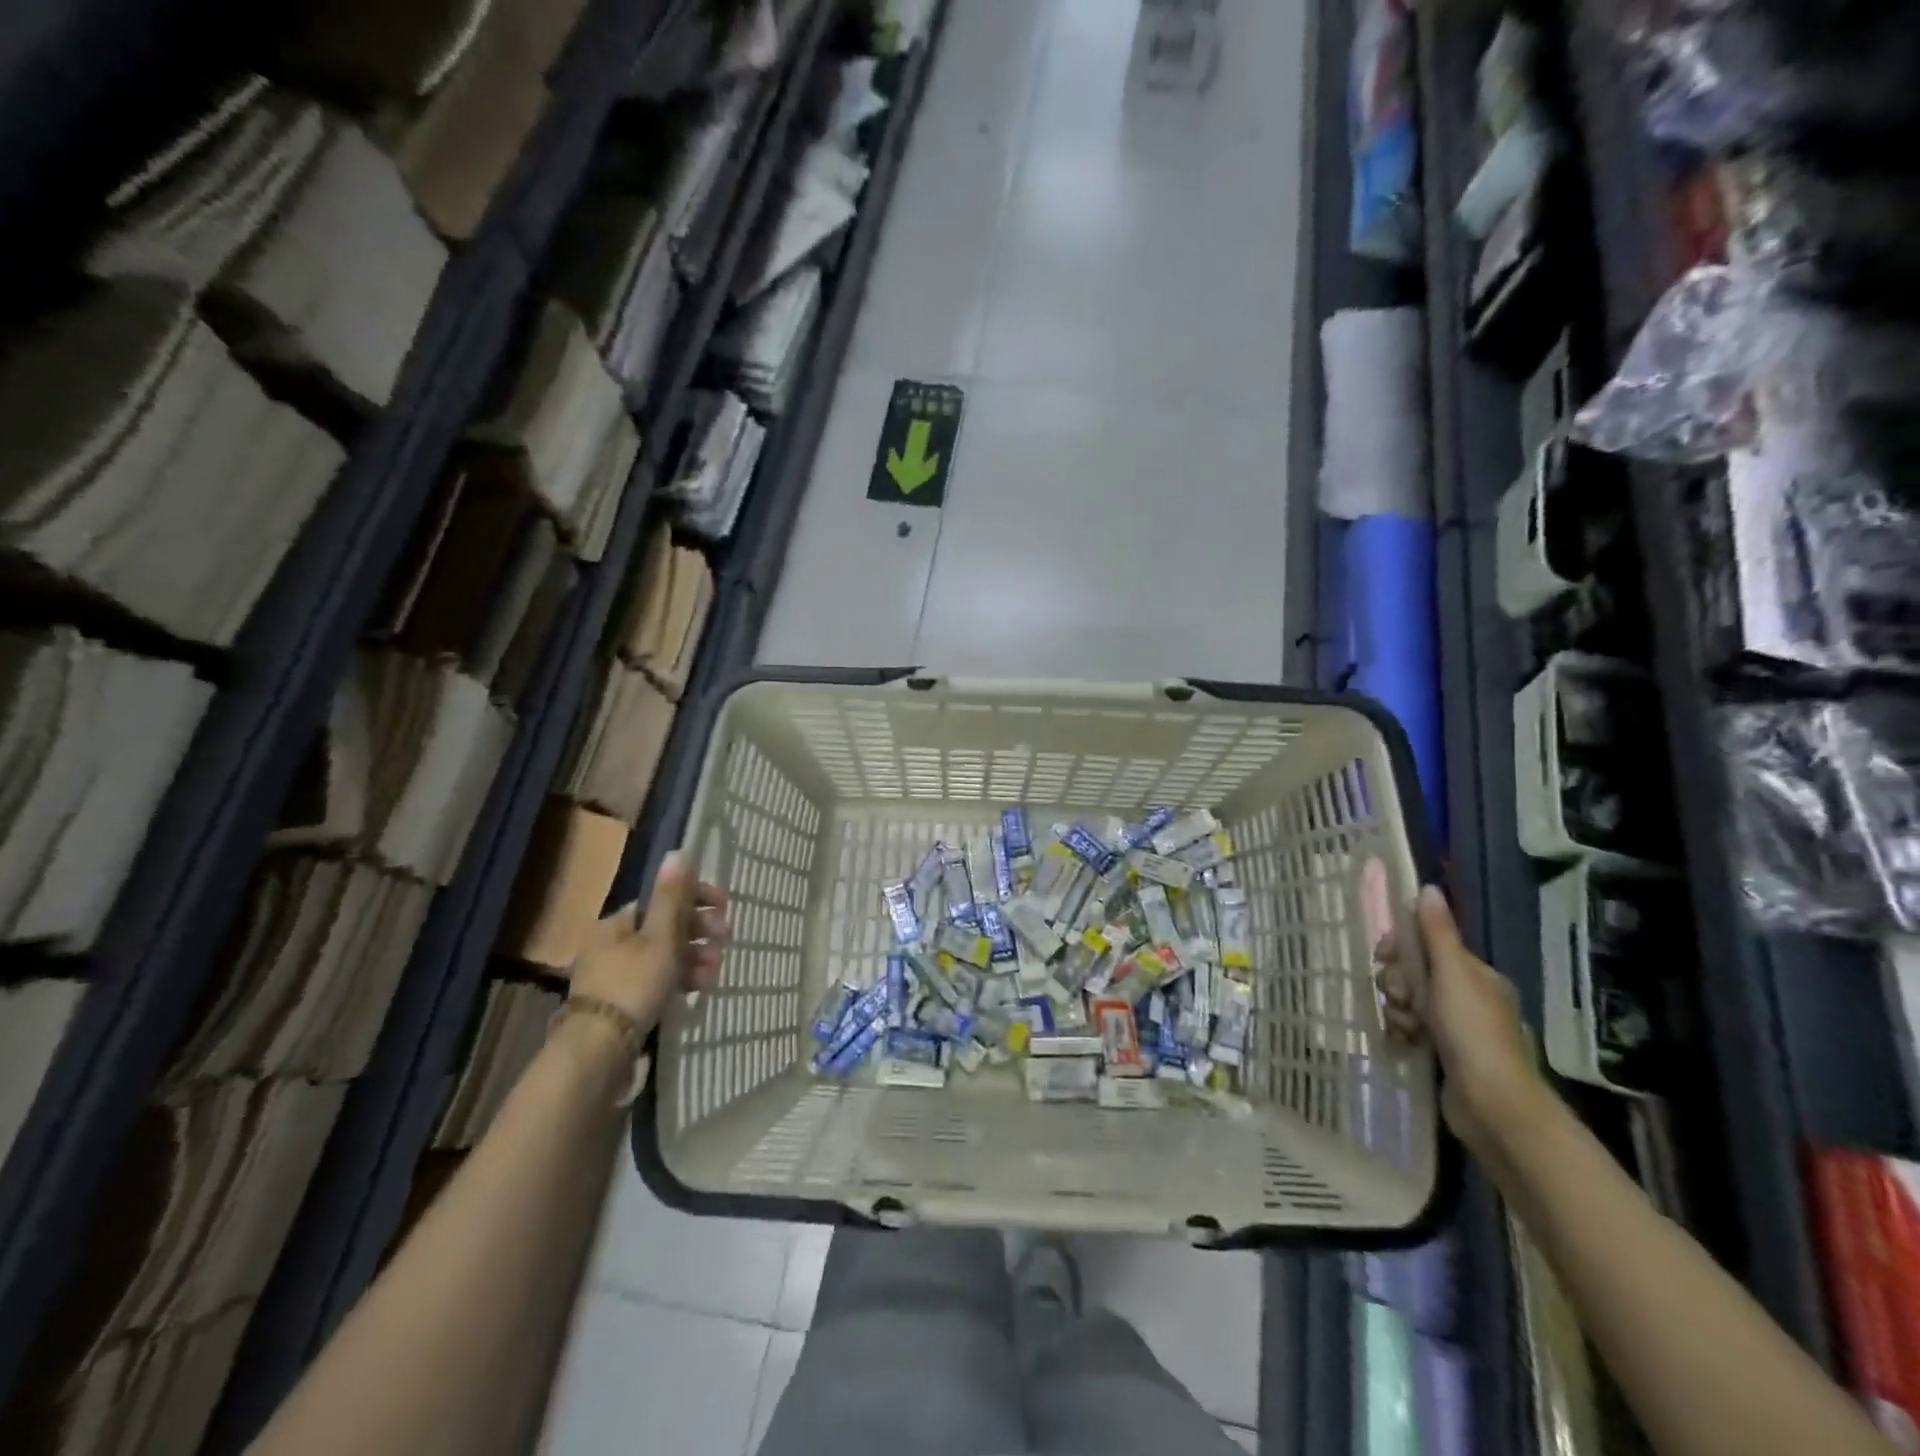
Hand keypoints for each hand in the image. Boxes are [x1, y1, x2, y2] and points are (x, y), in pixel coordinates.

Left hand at [571, 853, 729, 1036]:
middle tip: (726, 940)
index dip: (696, 899)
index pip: (662, 900)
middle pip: (665, 929)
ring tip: (716, 971)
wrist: (600, 1052)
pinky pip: (659, 982)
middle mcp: (612, 946)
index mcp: (616, 924)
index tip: (725, 908)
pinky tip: (701, 988)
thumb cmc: (633, 985)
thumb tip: (678, 852)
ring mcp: (616, 977)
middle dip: (700, 932)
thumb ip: (672, 897)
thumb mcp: (660, 938)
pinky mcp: (623, 1005)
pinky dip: (682, 980)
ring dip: (695, 958)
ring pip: (665, 957)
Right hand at [1376, 885, 1536, 1156]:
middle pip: (1413, 974)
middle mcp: (1468, 997)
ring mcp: (1457, 1028)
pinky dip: (1402, 1033)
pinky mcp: (1444, 1055)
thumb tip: (1428, 888)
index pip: (1427, 945)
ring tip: (1406, 1028)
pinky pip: (1409, 1030)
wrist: (1492, 1104)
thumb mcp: (1452, 973)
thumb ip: (1437, 932)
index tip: (1384, 957)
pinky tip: (1403, 1043)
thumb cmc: (1472, 1031)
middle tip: (1401, 999)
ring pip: (1407, 1003)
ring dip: (1397, 1011)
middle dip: (1397, 984)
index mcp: (1475, 974)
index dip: (1400, 948)